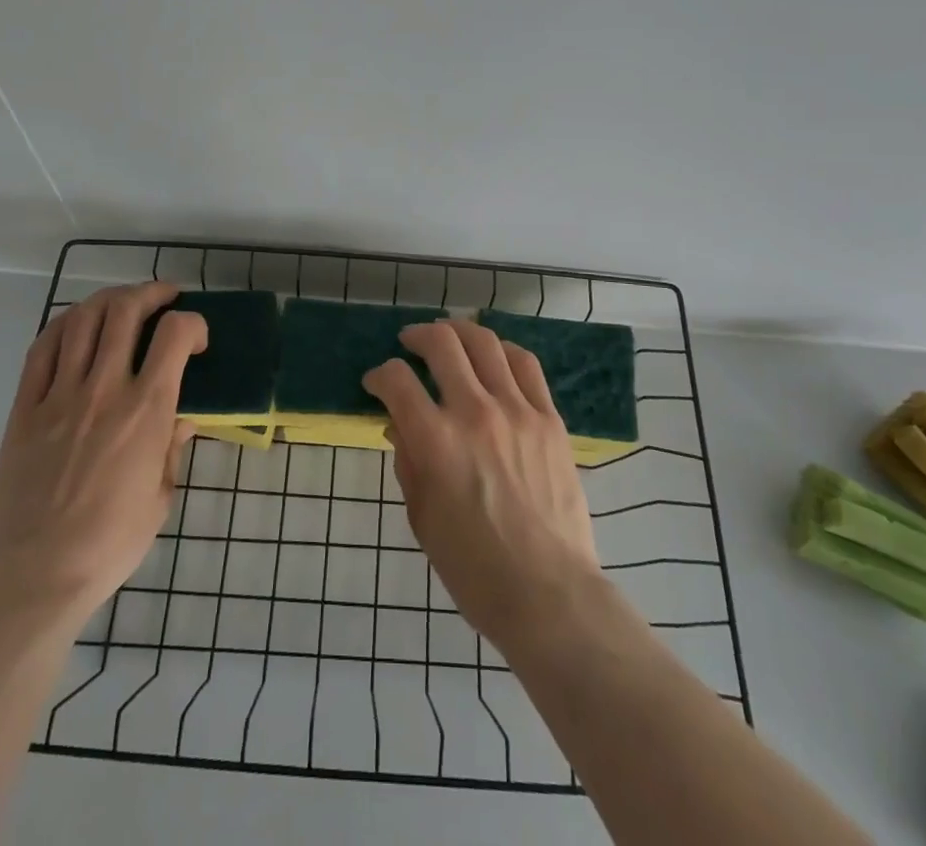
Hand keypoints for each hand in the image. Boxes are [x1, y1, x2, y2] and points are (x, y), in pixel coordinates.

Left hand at [0, 282, 203, 624]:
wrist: (35, 574)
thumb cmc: (110, 543)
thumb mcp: (161, 497)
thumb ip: (172, 449)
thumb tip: (182, 420)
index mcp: (146, 410)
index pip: (175, 334)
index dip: (193, 323)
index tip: (197, 340)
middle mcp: (105, 388)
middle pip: (125, 310)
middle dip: (151, 293)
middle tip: (163, 298)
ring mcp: (60, 394)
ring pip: (83, 319)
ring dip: (109, 300)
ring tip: (123, 304)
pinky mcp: (25, 407)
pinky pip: (42, 348)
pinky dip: (64, 325)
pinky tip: (77, 325)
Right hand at [363, 318, 603, 651]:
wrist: (549, 593)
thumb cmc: (474, 569)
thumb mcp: (422, 519)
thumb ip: (408, 462)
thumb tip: (399, 425)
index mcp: (436, 442)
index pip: (397, 381)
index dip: (379, 375)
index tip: (376, 383)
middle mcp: (475, 413)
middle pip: (441, 344)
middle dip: (417, 336)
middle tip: (409, 344)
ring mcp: (517, 411)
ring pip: (485, 343)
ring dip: (459, 331)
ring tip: (449, 336)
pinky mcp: (549, 419)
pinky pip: (526, 365)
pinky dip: (503, 350)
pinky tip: (493, 354)